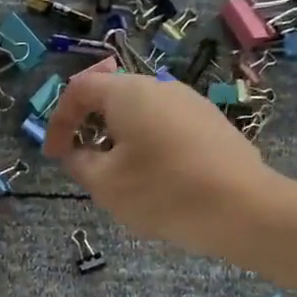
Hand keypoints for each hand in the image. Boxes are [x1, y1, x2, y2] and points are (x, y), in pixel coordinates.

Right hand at [42, 71, 275, 255]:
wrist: (243, 209)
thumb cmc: (162, 192)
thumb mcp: (105, 184)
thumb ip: (79, 162)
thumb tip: (76, 151)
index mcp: (129, 93)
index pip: (80, 89)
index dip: (58, 120)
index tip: (53, 154)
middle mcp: (161, 87)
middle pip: (112, 98)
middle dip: (90, 129)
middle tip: (83, 164)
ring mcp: (191, 104)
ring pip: (141, 114)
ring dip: (119, 139)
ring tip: (119, 177)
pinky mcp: (212, 125)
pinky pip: (166, 127)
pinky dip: (147, 146)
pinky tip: (155, 180)